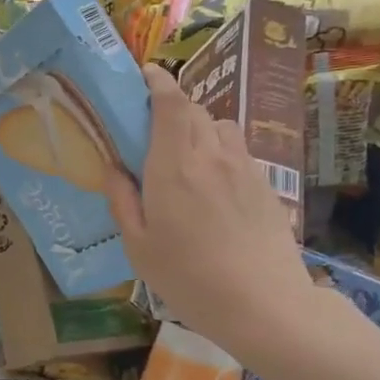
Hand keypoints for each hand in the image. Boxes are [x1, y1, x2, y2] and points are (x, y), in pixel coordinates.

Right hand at [105, 65, 314, 361]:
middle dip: (173, 108)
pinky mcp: (266, 187)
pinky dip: (221, 153)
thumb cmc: (189, 278)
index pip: (171, 104)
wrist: (264, 305)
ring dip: (200, 130)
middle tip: (153, 128)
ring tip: (187, 157)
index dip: (159, 82)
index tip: (146, 74)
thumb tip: (113, 168)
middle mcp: (212, 156)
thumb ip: (122, 201)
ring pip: (221, 128)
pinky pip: (239, 153)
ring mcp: (245, 169)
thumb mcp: (138, 247)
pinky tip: (214, 187)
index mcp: (175, 166)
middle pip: (196, 111)